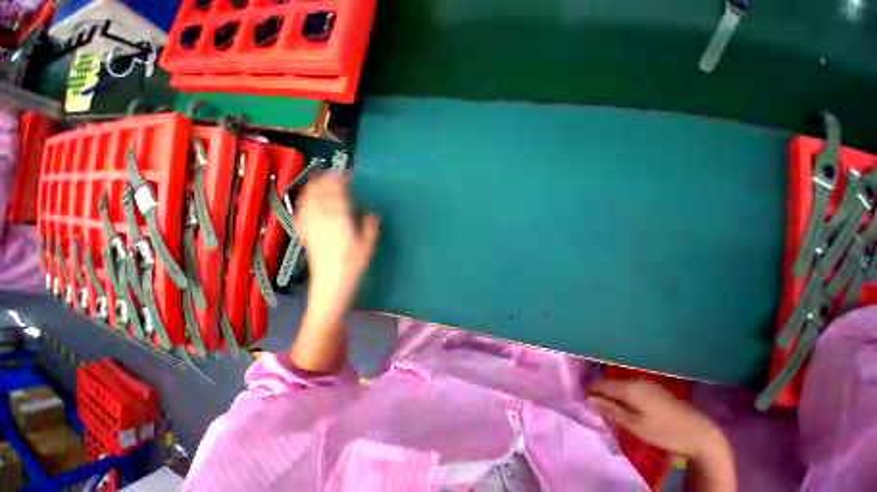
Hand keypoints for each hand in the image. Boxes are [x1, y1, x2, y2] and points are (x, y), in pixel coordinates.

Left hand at [289, 172, 378, 372]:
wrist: (331, 287)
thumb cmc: (353, 266)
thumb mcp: (368, 246)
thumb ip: (371, 226)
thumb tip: (372, 213)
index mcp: (340, 219)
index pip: (337, 192)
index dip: (341, 180)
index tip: (347, 174)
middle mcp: (322, 218)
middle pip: (320, 193)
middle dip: (325, 180)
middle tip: (333, 175)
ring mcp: (311, 226)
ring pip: (308, 200)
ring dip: (313, 188)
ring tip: (319, 182)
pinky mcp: (306, 235)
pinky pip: (302, 213)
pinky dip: (304, 203)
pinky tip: (307, 202)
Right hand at [588, 379, 724, 459]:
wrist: (701, 434)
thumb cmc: (665, 432)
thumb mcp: (635, 425)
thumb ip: (611, 410)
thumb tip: (589, 399)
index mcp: (629, 388)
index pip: (600, 384)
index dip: (589, 389)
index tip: (581, 398)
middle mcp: (636, 380)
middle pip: (611, 383)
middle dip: (600, 392)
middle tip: (594, 406)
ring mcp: (648, 383)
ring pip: (621, 385)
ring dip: (613, 393)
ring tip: (608, 407)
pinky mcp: (656, 389)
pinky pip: (632, 388)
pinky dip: (624, 395)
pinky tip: (627, 405)